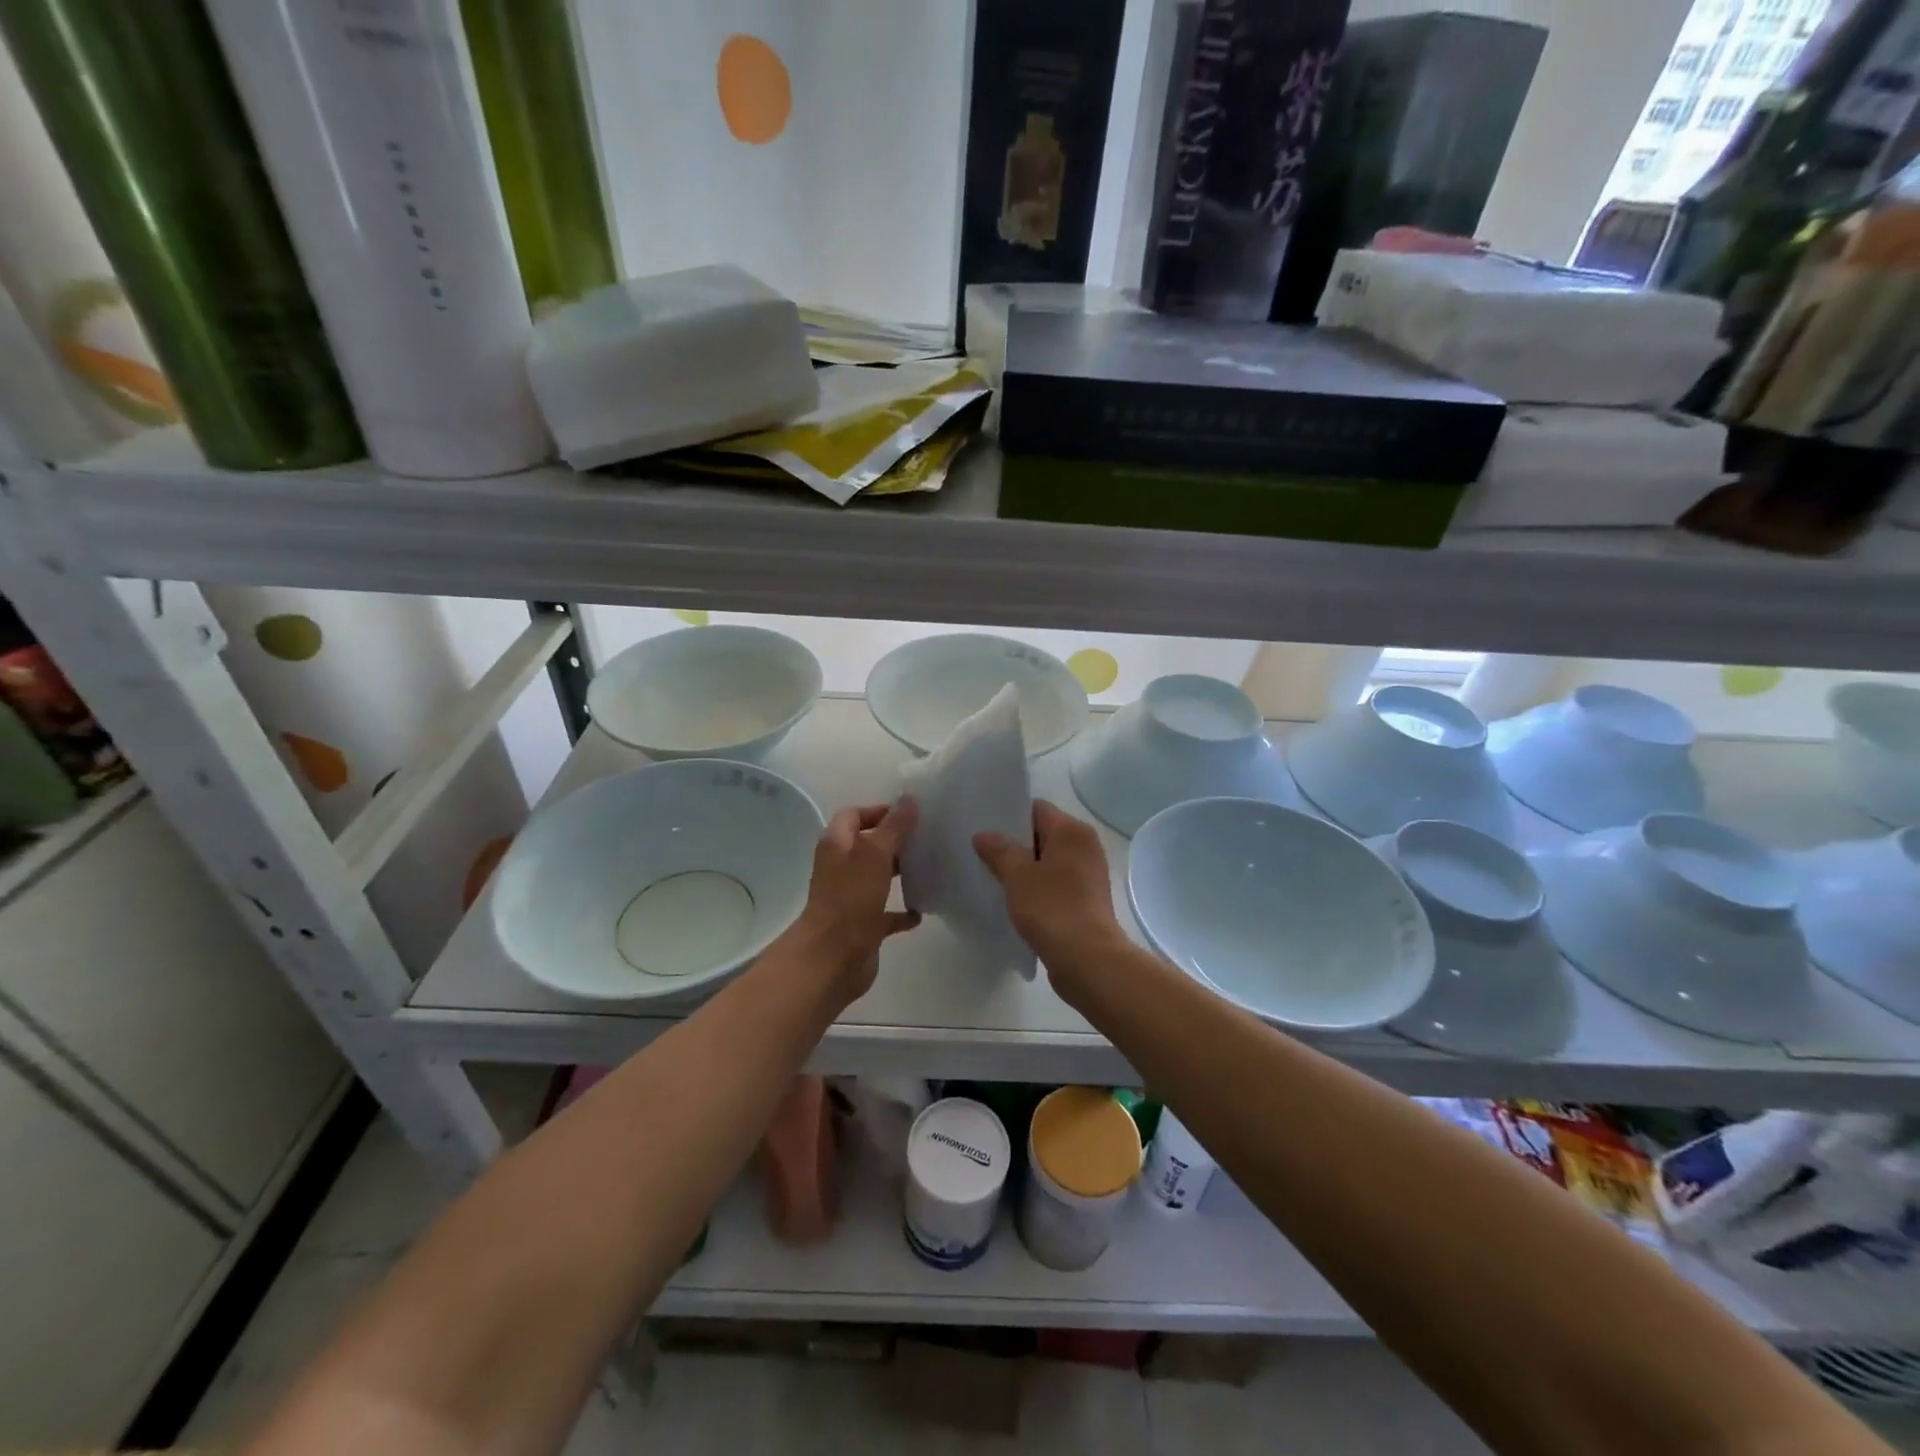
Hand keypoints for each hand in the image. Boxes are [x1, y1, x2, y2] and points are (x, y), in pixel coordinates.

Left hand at [788, 799, 919, 1001]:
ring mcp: (851, 898)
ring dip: (900, 873)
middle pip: (868, 845)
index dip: (879, 811)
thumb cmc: (851, 898)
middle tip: (927, 838)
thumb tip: (908, 799)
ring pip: (878, 878)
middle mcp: (841, 868)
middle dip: (895, 841)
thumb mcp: (876, 854)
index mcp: (837, 845)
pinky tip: (923, 910)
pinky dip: (902, 911)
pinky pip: (886, 913)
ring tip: (930, 868)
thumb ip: (894, 827)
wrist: (833, 958)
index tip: (910, 814)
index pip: (854, 815)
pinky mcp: (863, 925)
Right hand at [974, 801, 1123, 994]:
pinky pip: (1057, 883)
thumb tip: (983, 835)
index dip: (1010, 817)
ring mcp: (1089, 873)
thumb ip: (999, 850)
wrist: (1087, 958)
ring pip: (1049, 861)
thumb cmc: (1051, 908)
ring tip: (995, 878)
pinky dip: (1038, 887)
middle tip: (984, 854)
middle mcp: (1086, 846)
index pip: (1037, 809)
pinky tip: (1016, 901)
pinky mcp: (1088, 899)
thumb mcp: (1017, 876)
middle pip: (1044, 834)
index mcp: (1072, 831)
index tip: (985, 829)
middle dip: (1015, 844)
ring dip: (1025, 868)